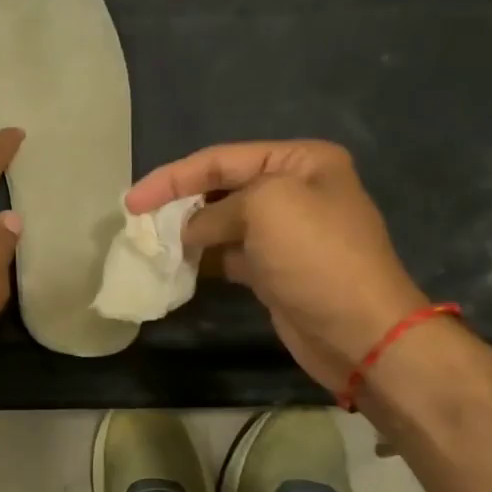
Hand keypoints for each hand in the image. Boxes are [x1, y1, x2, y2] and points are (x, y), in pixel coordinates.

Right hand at [126, 141, 428, 392]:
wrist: (360, 332)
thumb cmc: (316, 257)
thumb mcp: (264, 208)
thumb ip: (215, 209)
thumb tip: (190, 231)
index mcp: (300, 161)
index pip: (222, 159)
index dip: (173, 177)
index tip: (131, 202)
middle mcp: (294, 190)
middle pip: (220, 188)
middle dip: (179, 202)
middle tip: (138, 222)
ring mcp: (285, 233)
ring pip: (221, 223)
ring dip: (187, 232)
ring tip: (150, 244)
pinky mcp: (275, 269)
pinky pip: (228, 254)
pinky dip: (202, 258)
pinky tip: (176, 266)